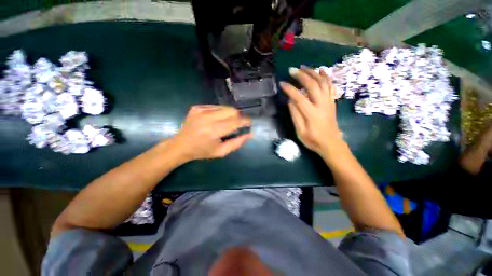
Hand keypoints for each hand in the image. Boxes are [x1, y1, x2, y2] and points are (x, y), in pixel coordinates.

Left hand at [173, 105, 251, 160]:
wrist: (180, 145)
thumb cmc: (202, 151)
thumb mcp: (221, 152)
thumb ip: (237, 143)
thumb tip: (250, 134)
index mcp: (213, 131)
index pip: (236, 121)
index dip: (245, 121)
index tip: (249, 123)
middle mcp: (207, 118)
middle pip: (232, 111)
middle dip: (239, 116)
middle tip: (238, 124)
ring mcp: (201, 110)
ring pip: (225, 107)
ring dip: (230, 114)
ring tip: (227, 122)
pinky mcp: (197, 107)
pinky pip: (216, 106)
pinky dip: (220, 112)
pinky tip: (216, 119)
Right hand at [280, 65, 343, 155]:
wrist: (331, 144)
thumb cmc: (313, 140)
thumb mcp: (300, 131)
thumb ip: (295, 115)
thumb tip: (290, 101)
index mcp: (312, 114)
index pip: (299, 97)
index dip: (290, 89)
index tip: (282, 83)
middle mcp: (322, 105)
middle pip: (313, 85)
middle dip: (302, 76)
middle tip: (292, 70)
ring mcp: (328, 102)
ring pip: (323, 83)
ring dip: (313, 73)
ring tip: (304, 67)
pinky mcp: (332, 102)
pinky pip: (330, 87)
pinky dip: (326, 77)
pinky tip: (321, 71)